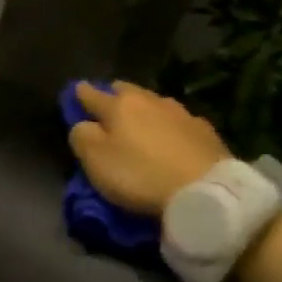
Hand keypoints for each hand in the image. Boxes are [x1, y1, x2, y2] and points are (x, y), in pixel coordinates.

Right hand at [67, 81, 231, 216]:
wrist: (206, 191)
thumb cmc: (140, 174)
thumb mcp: (95, 160)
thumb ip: (82, 136)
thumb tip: (84, 124)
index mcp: (119, 105)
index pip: (91, 93)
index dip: (79, 94)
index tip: (75, 92)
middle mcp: (150, 101)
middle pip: (125, 90)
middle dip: (114, 96)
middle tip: (107, 109)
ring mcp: (181, 113)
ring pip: (154, 103)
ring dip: (143, 110)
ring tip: (140, 124)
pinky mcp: (205, 131)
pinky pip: (178, 121)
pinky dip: (168, 126)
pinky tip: (170, 138)